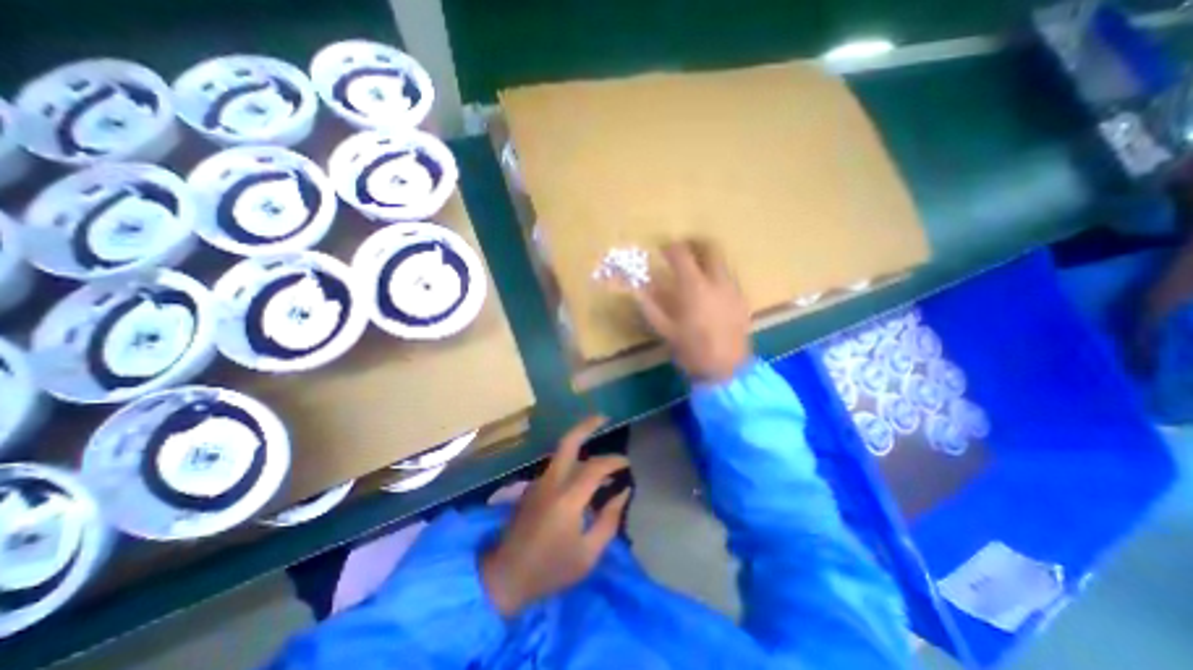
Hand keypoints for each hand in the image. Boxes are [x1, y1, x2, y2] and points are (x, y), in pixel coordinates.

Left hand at [478, 420, 627, 616]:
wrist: (505, 577)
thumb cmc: (550, 570)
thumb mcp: (588, 554)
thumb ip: (609, 520)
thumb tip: (622, 492)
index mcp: (567, 498)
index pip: (595, 467)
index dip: (614, 461)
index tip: (628, 464)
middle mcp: (552, 481)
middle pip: (568, 441)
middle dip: (587, 425)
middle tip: (604, 418)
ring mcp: (540, 482)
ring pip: (562, 451)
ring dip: (582, 442)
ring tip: (601, 454)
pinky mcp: (533, 487)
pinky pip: (558, 465)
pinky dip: (574, 460)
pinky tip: (585, 475)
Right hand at [634, 243, 742, 384]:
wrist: (727, 370)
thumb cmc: (692, 350)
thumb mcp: (665, 330)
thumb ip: (649, 306)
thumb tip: (636, 289)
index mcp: (695, 287)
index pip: (682, 254)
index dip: (670, 247)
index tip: (662, 249)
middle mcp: (717, 281)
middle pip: (711, 248)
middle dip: (696, 243)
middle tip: (683, 249)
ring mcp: (733, 289)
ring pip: (723, 261)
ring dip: (707, 259)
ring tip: (695, 270)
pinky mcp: (742, 300)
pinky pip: (729, 277)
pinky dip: (717, 275)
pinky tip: (709, 291)